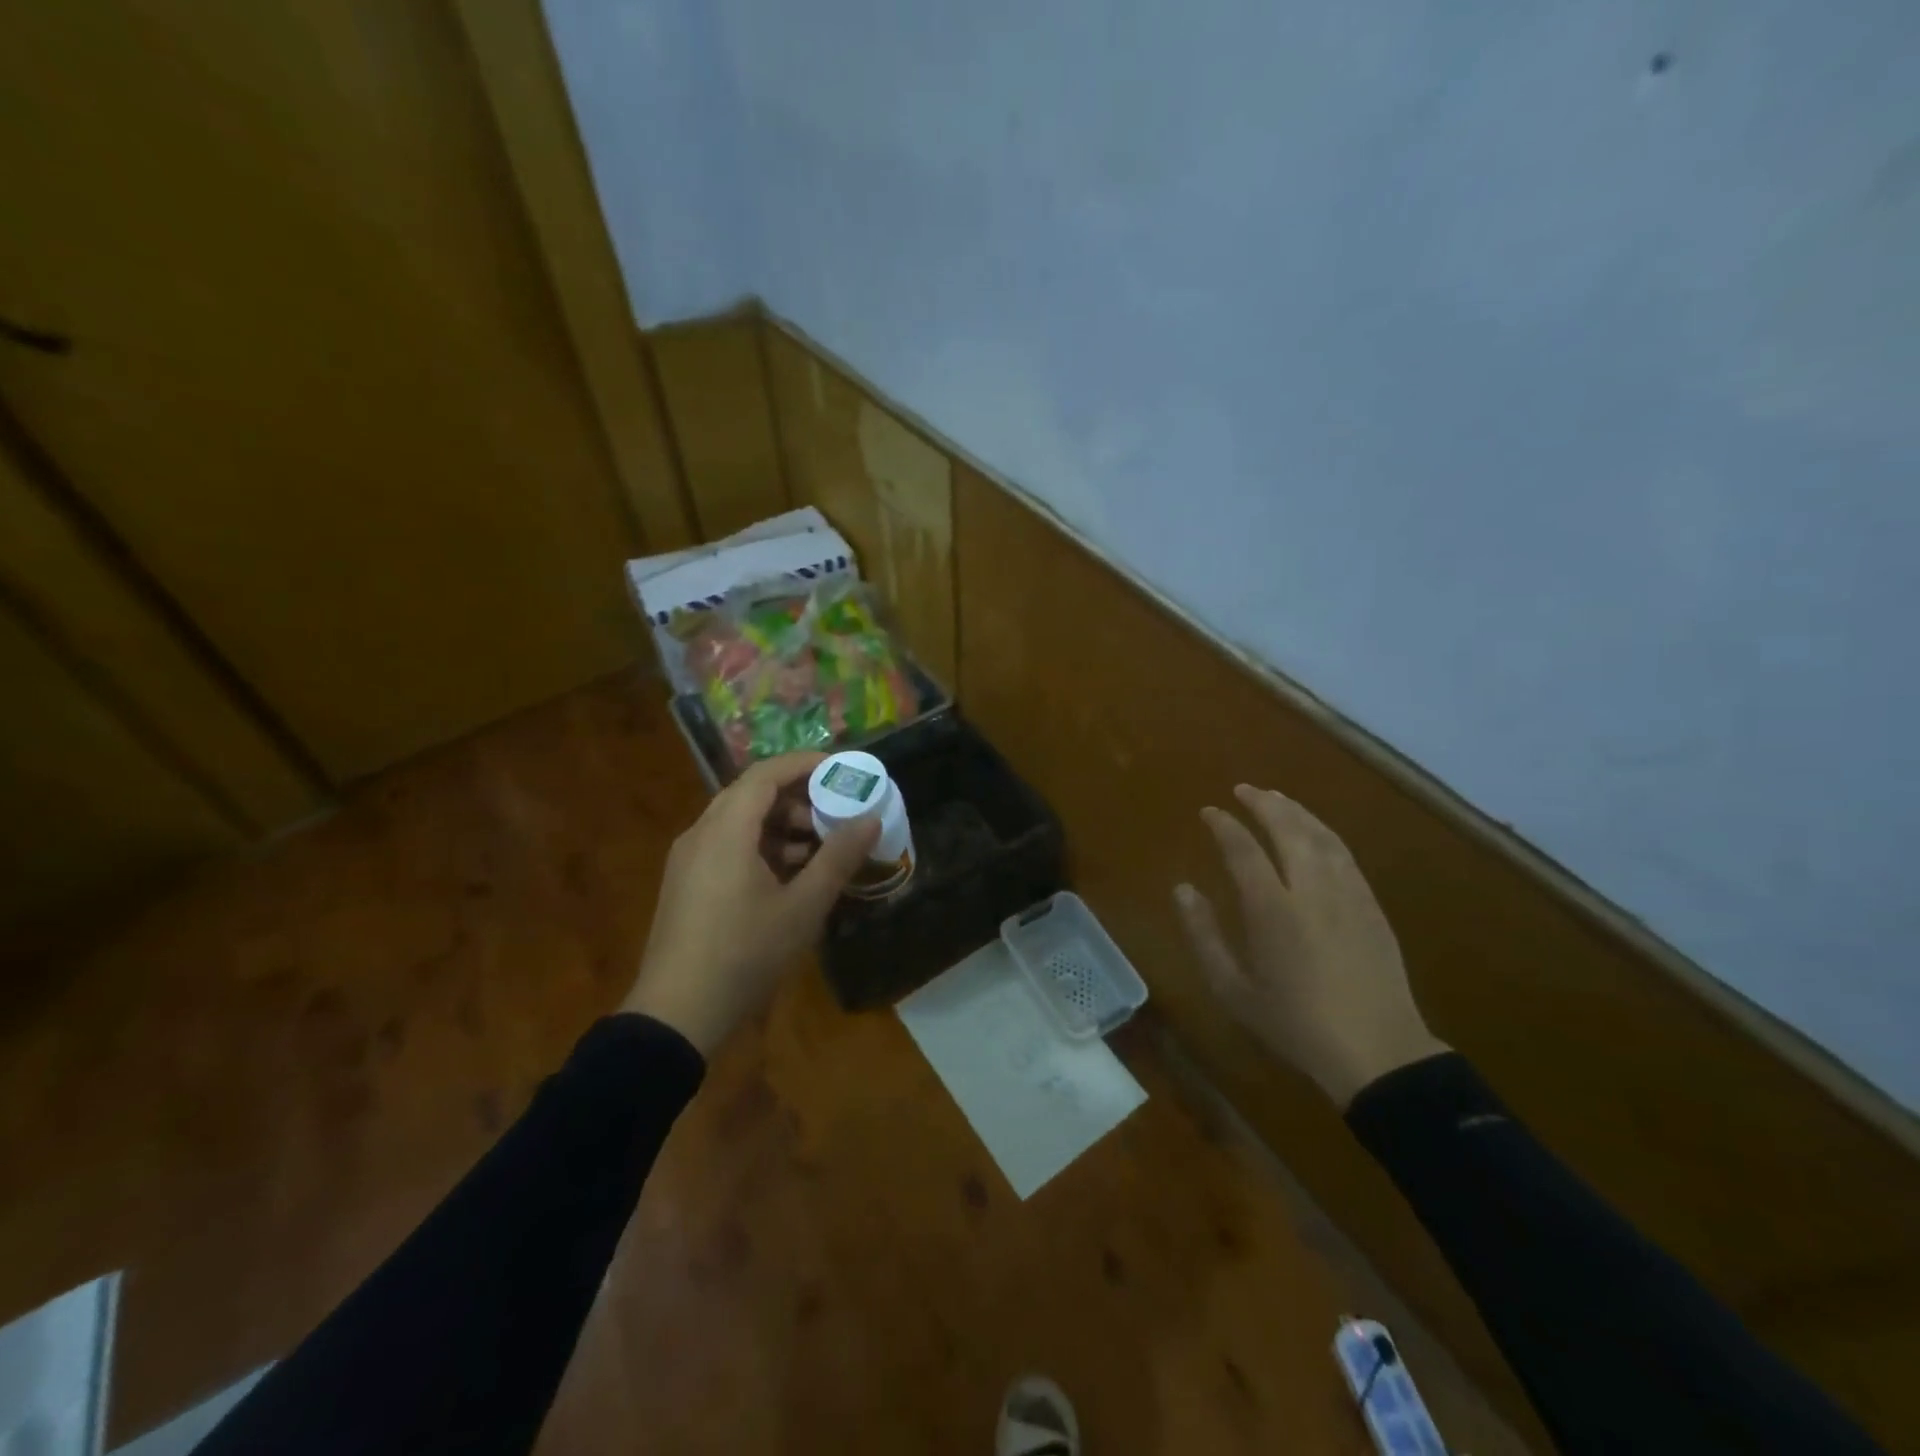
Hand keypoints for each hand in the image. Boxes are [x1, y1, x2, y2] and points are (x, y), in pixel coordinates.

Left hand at [622, 753, 879, 1055]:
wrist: (677, 1014)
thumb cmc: (745, 953)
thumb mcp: (803, 907)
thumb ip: (839, 858)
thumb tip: (870, 819)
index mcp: (726, 830)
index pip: (766, 774)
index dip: (805, 764)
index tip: (841, 769)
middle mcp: (701, 833)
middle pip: (752, 794)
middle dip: (798, 798)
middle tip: (836, 813)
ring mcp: (689, 859)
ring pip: (740, 822)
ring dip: (781, 826)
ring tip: (820, 850)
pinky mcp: (687, 883)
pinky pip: (728, 846)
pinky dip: (762, 848)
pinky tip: (789, 878)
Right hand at [1175, 784, 1448, 1107]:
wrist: (1377, 1052)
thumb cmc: (1294, 1023)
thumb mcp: (1233, 989)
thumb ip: (1204, 935)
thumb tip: (1182, 889)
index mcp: (1273, 909)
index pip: (1243, 849)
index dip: (1224, 825)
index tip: (1209, 812)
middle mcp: (1311, 890)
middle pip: (1287, 829)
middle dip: (1263, 803)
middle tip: (1243, 790)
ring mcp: (1347, 894)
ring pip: (1320, 835)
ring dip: (1295, 810)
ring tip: (1276, 798)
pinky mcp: (1371, 905)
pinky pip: (1344, 853)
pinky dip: (1323, 831)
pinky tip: (1314, 831)